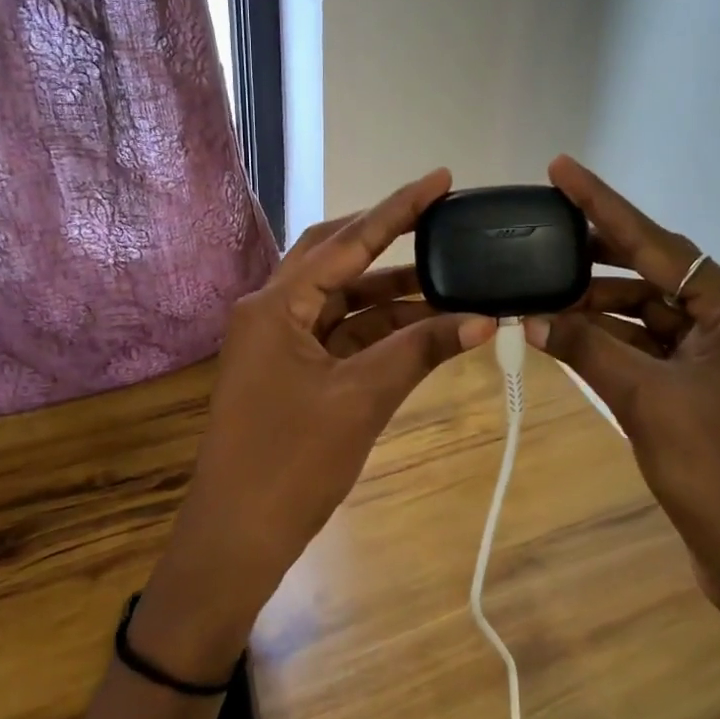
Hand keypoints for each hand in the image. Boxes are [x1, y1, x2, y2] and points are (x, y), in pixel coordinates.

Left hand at [132, 170, 494, 680]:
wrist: (237, 539)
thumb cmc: (291, 464)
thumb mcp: (362, 400)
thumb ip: (419, 350)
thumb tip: (483, 318)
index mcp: (275, 304)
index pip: (347, 242)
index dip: (397, 209)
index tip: (440, 179)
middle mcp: (271, 310)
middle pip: (336, 258)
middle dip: (389, 240)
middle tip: (442, 221)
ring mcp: (278, 342)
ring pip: (341, 300)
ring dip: (391, 293)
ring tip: (450, 279)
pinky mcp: (289, 371)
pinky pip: (339, 335)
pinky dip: (378, 330)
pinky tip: (422, 325)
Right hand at [529, 155, 719, 718]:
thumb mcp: (646, 402)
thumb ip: (587, 349)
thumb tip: (529, 317)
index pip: (658, 244)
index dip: (603, 205)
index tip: (561, 169)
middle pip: (658, 275)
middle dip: (598, 259)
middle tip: (542, 236)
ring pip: (655, 316)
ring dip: (603, 309)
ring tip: (544, 295)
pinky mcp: (716, 394)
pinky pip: (659, 351)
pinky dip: (618, 345)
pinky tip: (573, 337)